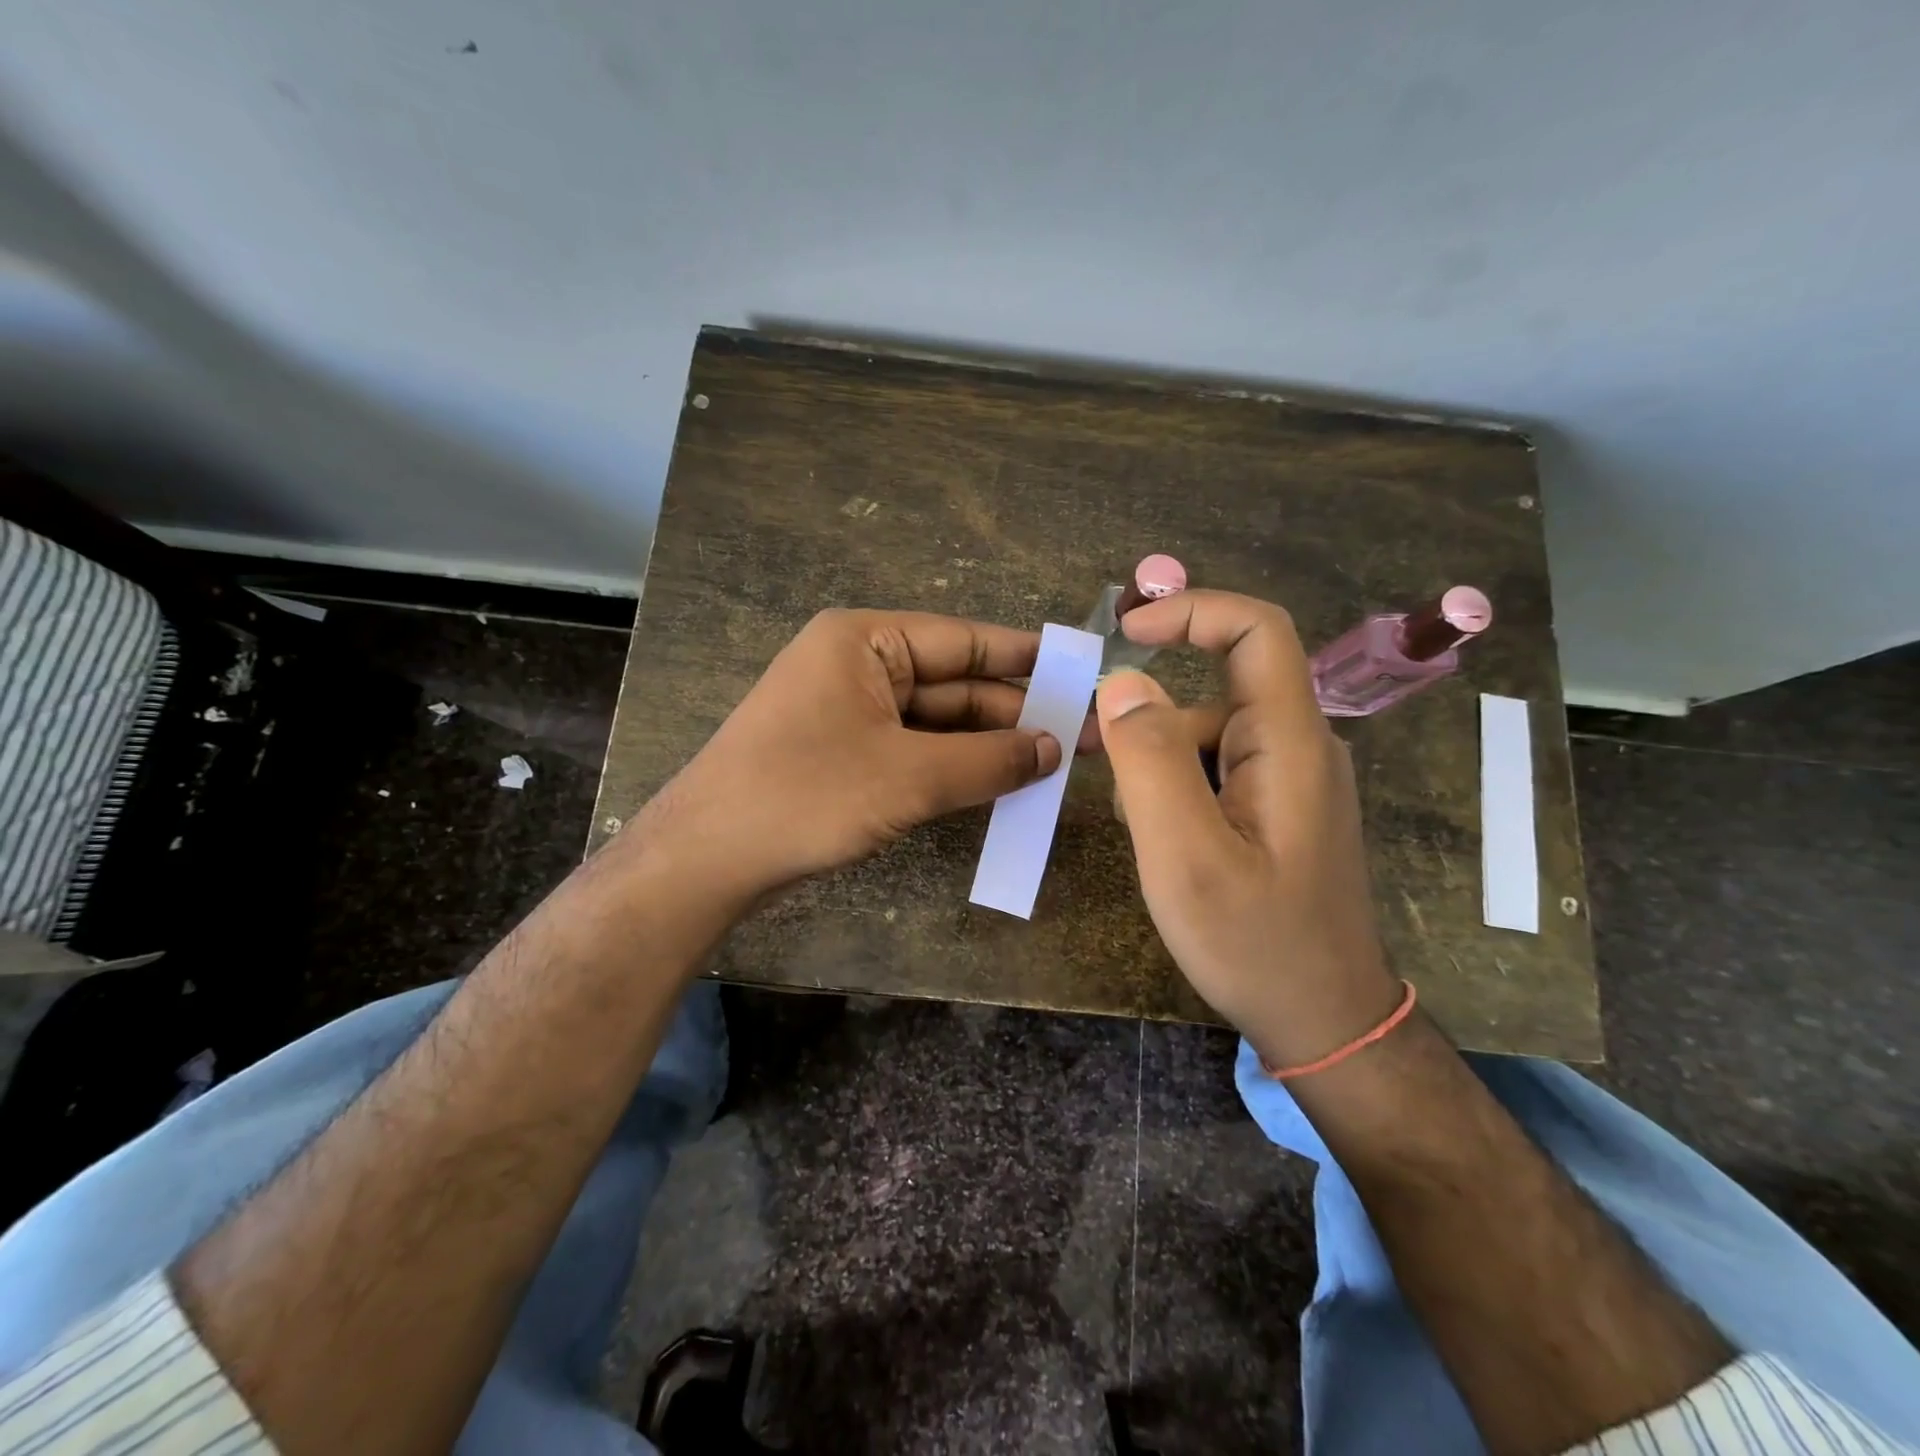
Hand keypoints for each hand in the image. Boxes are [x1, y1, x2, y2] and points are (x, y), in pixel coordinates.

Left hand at [632, 608, 1087, 905]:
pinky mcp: (845, 756)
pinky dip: (955, 768)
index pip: (965, 641)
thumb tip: (1055, 749)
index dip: (1028, 659)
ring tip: (1056, 765)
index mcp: (866, 642)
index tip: (1083, 673)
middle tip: (1083, 738)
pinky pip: (915, 752)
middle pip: (955, 684)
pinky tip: (1002, 784)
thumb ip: (990, 760)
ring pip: (937, 723)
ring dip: (989, 746)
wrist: (707, 859)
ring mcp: (850, 713)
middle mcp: (858, 667)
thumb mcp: (910, 777)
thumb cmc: (807, 796)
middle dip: (1015, 713)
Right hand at [1095, 590, 1401, 1068]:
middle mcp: (1298, 747)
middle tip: (1098, 763)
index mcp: (1290, 743)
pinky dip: (1175, 789)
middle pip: (1216, 690)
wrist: (1323, 1020)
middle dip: (1150, 718)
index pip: (1256, 631)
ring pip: (1207, 736)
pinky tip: (1165, 844)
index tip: (1126, 633)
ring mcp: (1290, 780)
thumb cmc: (1255, 942)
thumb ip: (1151, 762)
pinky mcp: (1278, 809)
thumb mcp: (1186, 855)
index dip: (1191, 612)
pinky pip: (1215, 771)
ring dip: (1158, 764)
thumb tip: (1122, 683)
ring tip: (1141, 832)